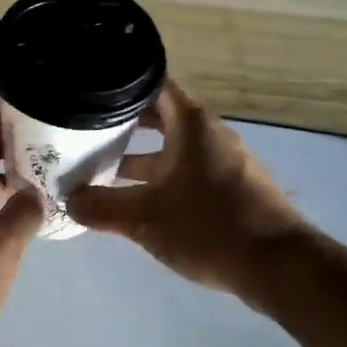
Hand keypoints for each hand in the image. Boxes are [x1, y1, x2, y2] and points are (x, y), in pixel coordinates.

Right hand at [66, 79, 307, 296]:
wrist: (278, 266)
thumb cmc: (209, 227)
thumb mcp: (145, 218)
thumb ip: (102, 207)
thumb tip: (68, 200)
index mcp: (191, 124)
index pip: (154, 82)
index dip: (122, 81)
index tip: (90, 86)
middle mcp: (208, 135)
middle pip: (158, 116)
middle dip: (121, 123)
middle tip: (83, 129)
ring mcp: (221, 162)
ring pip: (170, 148)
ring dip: (137, 157)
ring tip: (98, 168)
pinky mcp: (229, 189)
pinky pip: (184, 171)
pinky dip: (158, 178)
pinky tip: (133, 200)